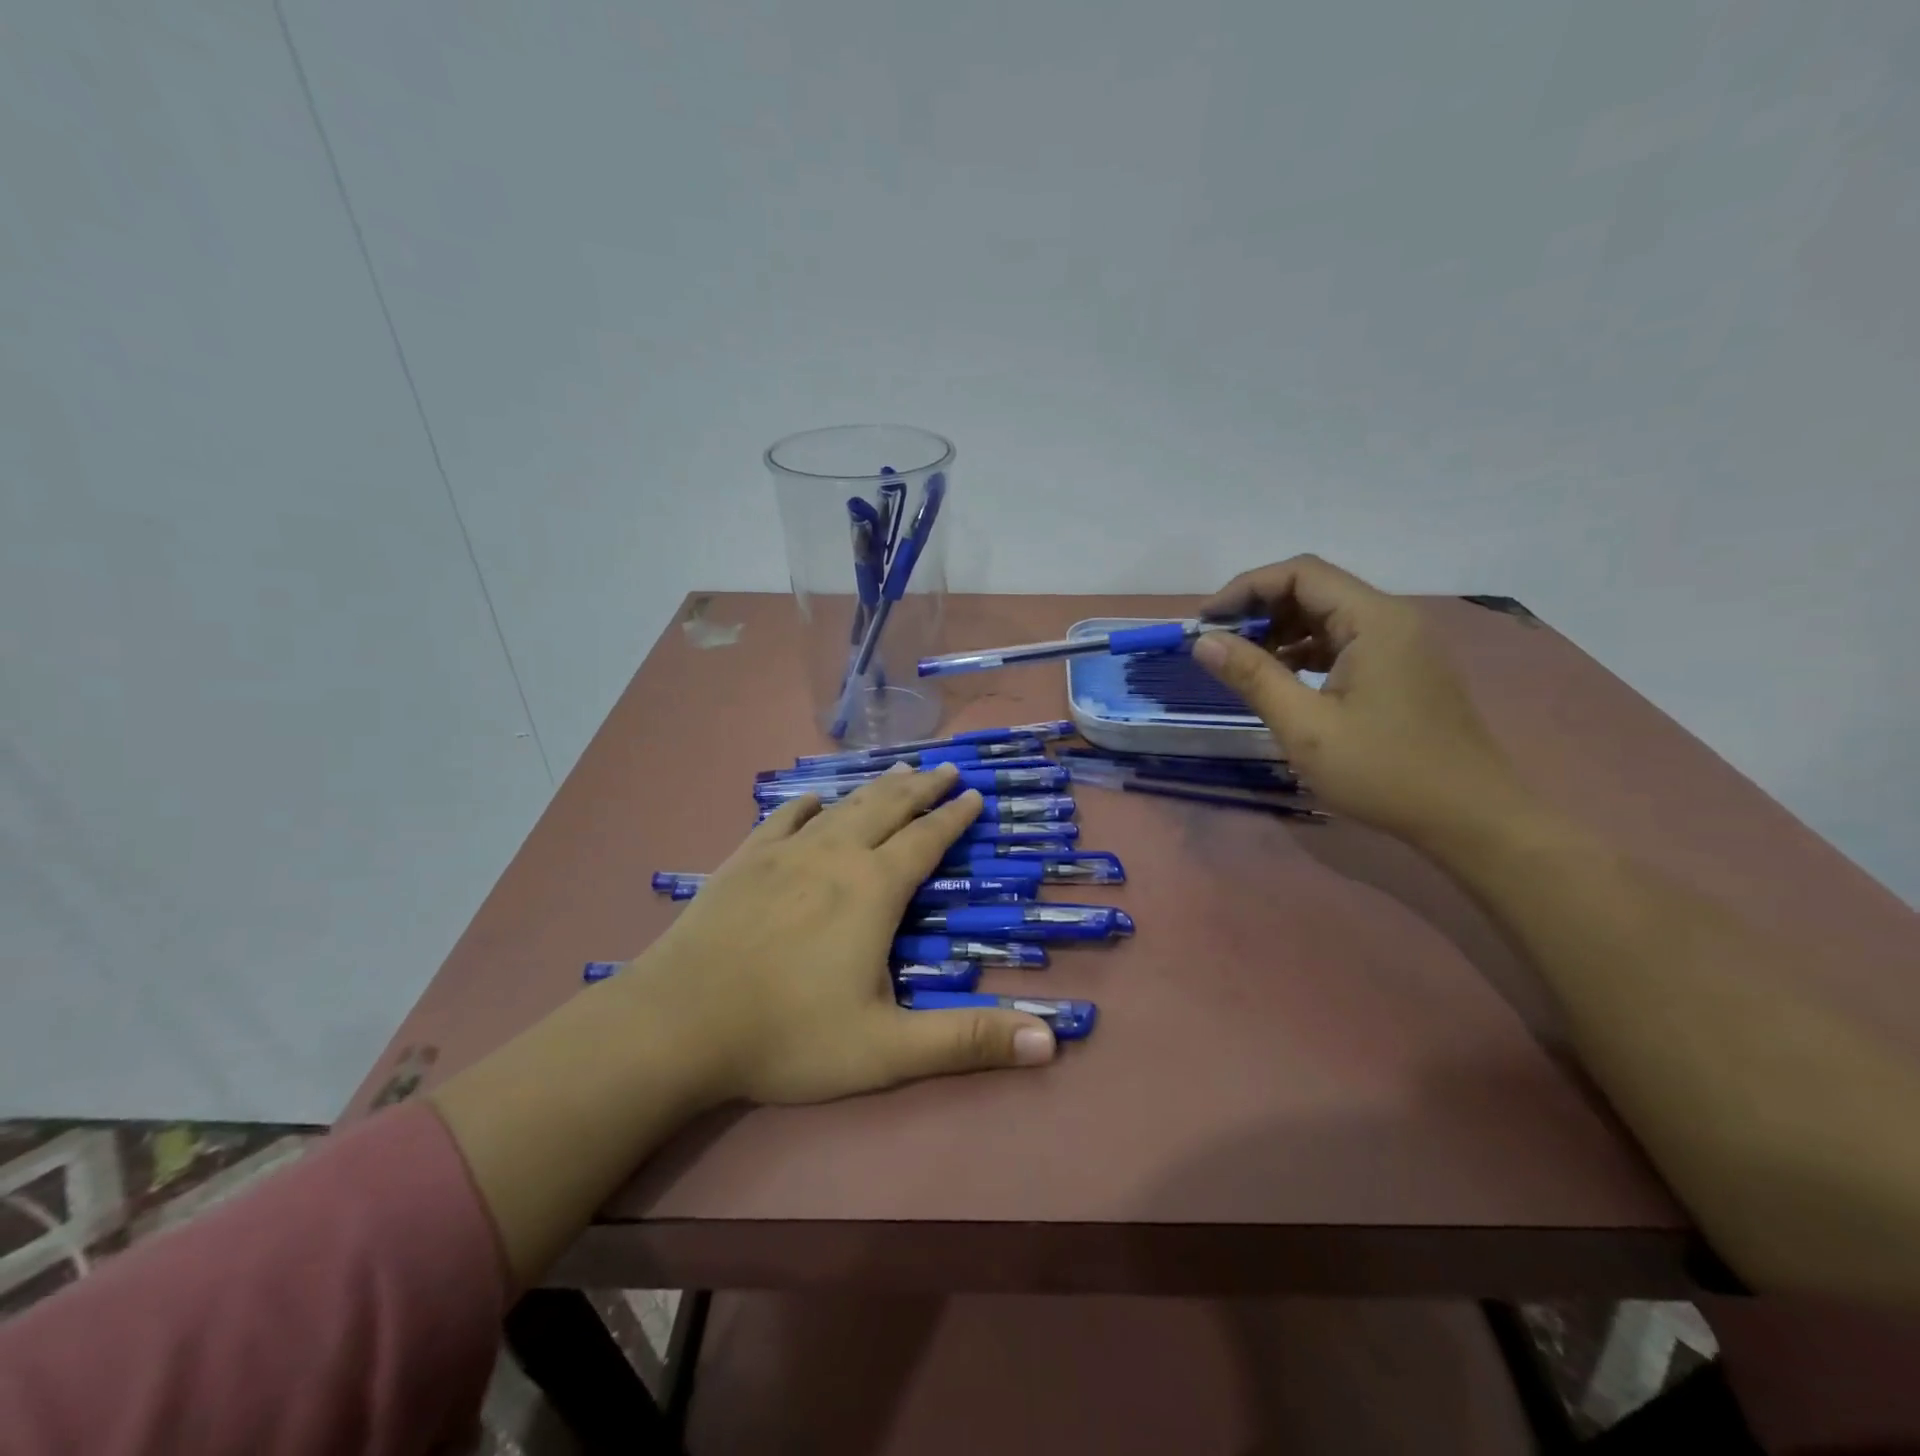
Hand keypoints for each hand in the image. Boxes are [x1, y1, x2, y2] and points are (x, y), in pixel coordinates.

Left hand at [615, 762, 1055, 1107]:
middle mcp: (835, 856)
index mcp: (873, 889)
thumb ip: (968, 1041)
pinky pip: (783, 819)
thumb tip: (1050, 1042)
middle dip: (921, 787)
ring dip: (875, 788)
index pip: (926, 839)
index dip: (954, 816)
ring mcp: (784, 853)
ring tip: (897, 772)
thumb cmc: (787, 1036)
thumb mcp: (888, 1049)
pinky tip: (812, 800)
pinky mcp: (743, 861)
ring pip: (842, 806)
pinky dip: (807, 805)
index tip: (973, 794)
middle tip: (944, 768)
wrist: (676, 1023)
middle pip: (887, 807)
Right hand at [1194, 555, 1528, 845]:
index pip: (1300, 573)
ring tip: (1242, 665)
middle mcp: (1391, 618)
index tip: (1205, 623)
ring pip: (1327, 616)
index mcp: (1374, 620)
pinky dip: (1305, 652)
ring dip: (1280, 632)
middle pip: (1314, 589)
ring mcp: (1401, 643)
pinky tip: (1281, 680)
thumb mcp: (1305, 726)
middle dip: (1259, 610)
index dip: (1245, 589)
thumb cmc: (1383, 771)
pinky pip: (1343, 642)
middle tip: (1218, 646)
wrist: (1469, 818)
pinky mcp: (1401, 668)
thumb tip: (1203, 641)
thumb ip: (1252, 676)